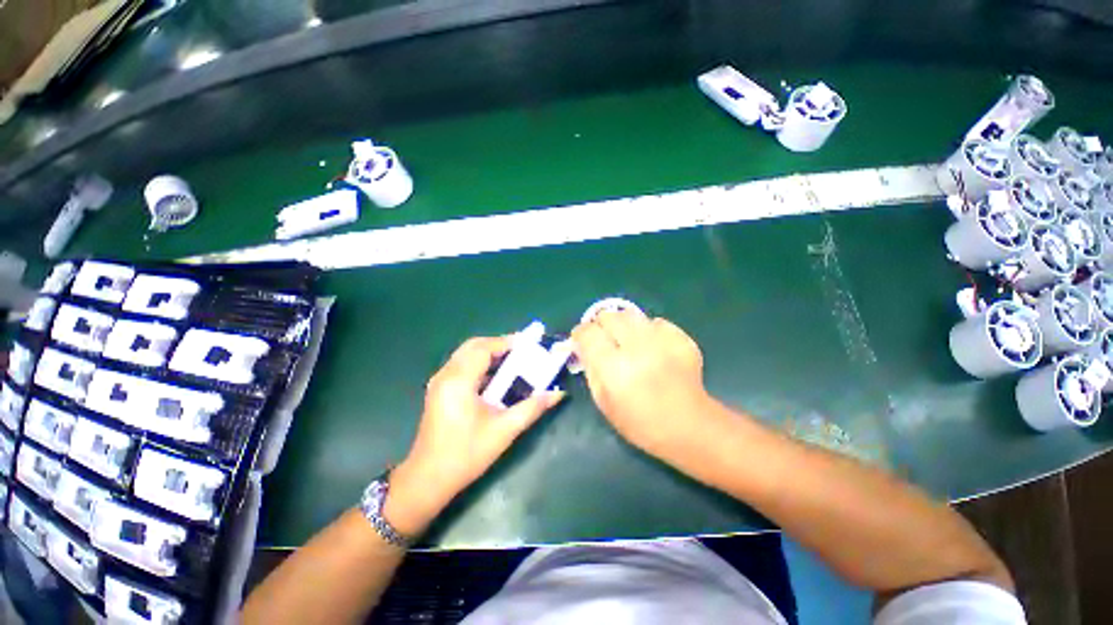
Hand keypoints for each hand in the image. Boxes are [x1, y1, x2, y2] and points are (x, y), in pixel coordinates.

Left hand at [385, 337, 564, 535]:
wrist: (428, 479)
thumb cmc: (466, 454)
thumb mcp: (504, 431)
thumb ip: (532, 408)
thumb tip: (557, 394)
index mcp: (459, 381)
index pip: (484, 348)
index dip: (506, 342)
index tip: (528, 344)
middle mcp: (446, 375)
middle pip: (473, 346)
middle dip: (498, 344)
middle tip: (521, 352)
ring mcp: (439, 382)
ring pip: (466, 354)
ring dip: (489, 353)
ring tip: (512, 361)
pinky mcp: (439, 390)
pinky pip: (461, 365)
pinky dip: (479, 364)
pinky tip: (495, 377)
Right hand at [572, 312, 712, 456]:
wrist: (688, 426)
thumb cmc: (640, 422)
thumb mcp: (604, 402)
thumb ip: (591, 369)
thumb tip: (583, 347)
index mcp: (613, 366)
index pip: (588, 332)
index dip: (580, 333)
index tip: (581, 339)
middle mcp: (636, 347)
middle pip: (609, 316)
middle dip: (601, 325)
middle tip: (604, 339)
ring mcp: (661, 340)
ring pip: (631, 314)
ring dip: (623, 325)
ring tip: (627, 340)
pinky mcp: (679, 338)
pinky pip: (656, 322)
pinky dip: (648, 330)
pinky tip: (651, 346)